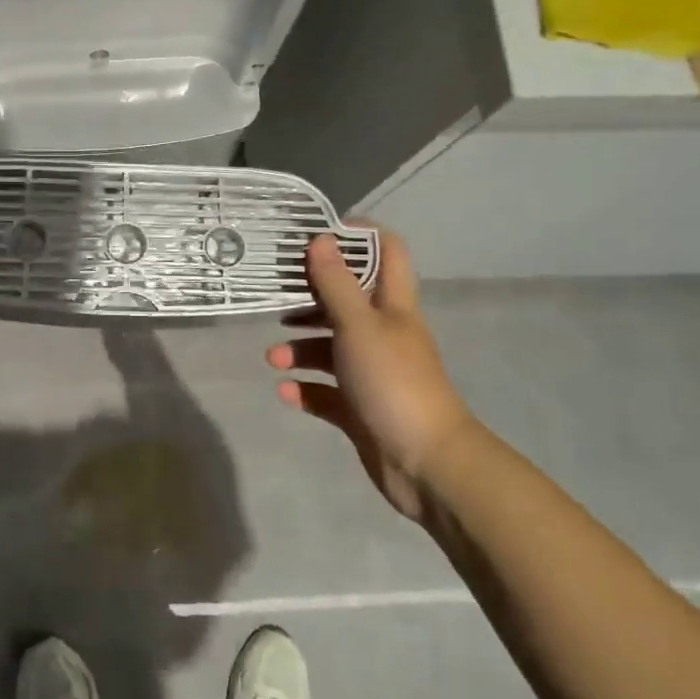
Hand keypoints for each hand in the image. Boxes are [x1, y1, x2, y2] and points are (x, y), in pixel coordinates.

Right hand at [265, 229, 472, 522]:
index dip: (357, 237)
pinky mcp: (360, 409)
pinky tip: (284, 391)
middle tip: (276, 297)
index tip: (317, 234)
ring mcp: (372, 373)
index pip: (386, 253)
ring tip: (273, 358)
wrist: (426, 463)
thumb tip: (319, 238)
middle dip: (310, 299)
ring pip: (331, 349)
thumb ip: (335, 283)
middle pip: (346, 302)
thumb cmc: (393, 381)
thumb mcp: (359, 325)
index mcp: (391, 307)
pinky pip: (326, 392)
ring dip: (300, 349)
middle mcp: (383, 334)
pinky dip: (304, 389)